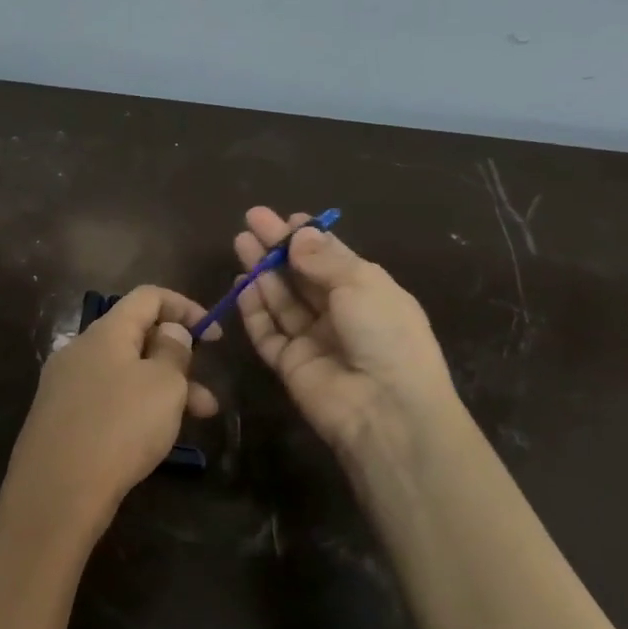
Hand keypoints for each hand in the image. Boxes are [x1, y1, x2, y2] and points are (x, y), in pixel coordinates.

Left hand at [0, 285, 218, 542]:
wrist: (56, 492)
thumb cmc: (120, 427)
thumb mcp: (163, 385)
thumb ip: (173, 351)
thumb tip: (169, 331)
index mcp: (105, 332)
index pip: (148, 297)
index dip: (185, 308)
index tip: (214, 337)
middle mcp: (80, 350)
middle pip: (136, 338)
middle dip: (178, 361)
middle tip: (207, 397)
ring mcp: (65, 385)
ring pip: (124, 374)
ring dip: (162, 391)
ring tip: (196, 422)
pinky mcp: (59, 418)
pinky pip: (106, 400)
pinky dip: (136, 408)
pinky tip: (152, 438)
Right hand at [234, 207, 455, 468]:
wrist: (386, 410)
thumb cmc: (385, 335)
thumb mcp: (361, 284)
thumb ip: (323, 258)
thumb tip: (299, 232)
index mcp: (368, 291)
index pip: (333, 258)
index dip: (309, 237)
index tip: (286, 218)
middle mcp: (341, 314)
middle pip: (302, 276)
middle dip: (278, 249)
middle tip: (251, 221)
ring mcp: (314, 340)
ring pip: (282, 300)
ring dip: (262, 273)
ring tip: (240, 242)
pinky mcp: (290, 365)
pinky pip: (269, 332)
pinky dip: (254, 309)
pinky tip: (241, 285)